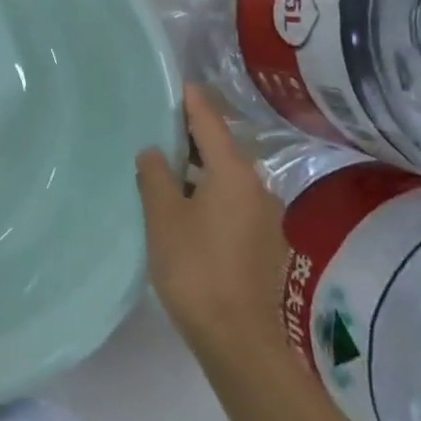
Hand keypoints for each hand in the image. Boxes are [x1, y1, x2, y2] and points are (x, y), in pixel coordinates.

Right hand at [136, 84, 289, 358]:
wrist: (238, 338)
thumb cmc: (195, 267)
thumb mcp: (163, 216)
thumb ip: (155, 176)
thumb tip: (154, 152)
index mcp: (234, 174)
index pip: (211, 123)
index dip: (194, 101)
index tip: (180, 82)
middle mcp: (258, 188)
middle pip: (224, 150)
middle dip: (195, 136)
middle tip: (161, 127)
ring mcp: (267, 218)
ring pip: (229, 179)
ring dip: (202, 169)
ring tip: (168, 168)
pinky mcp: (265, 244)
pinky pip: (234, 203)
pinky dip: (211, 194)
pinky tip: (188, 207)